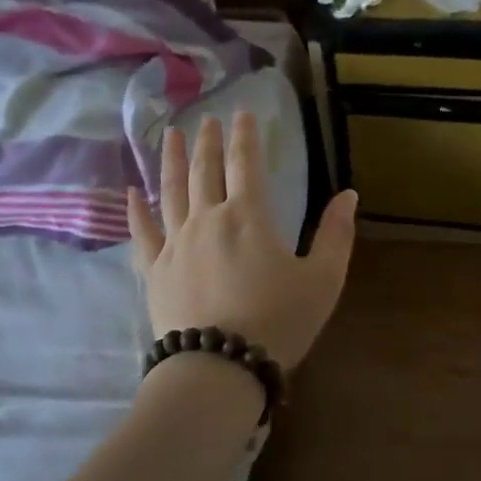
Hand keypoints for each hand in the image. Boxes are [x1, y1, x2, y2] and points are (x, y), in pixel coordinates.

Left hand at [127, 112, 356, 367]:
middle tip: (208, 118)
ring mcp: (176, 244)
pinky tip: (131, 192)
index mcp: (248, 216)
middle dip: (209, 141)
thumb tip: (349, 195)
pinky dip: (136, 210)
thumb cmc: (278, 321)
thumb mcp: (323, 279)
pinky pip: (142, 233)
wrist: (220, 368)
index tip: (243, 112)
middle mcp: (207, 219)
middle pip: (205, 170)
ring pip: (171, 191)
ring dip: (173, 161)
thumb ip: (336, 234)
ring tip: (172, 136)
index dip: (245, 136)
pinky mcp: (155, 271)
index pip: (245, 163)